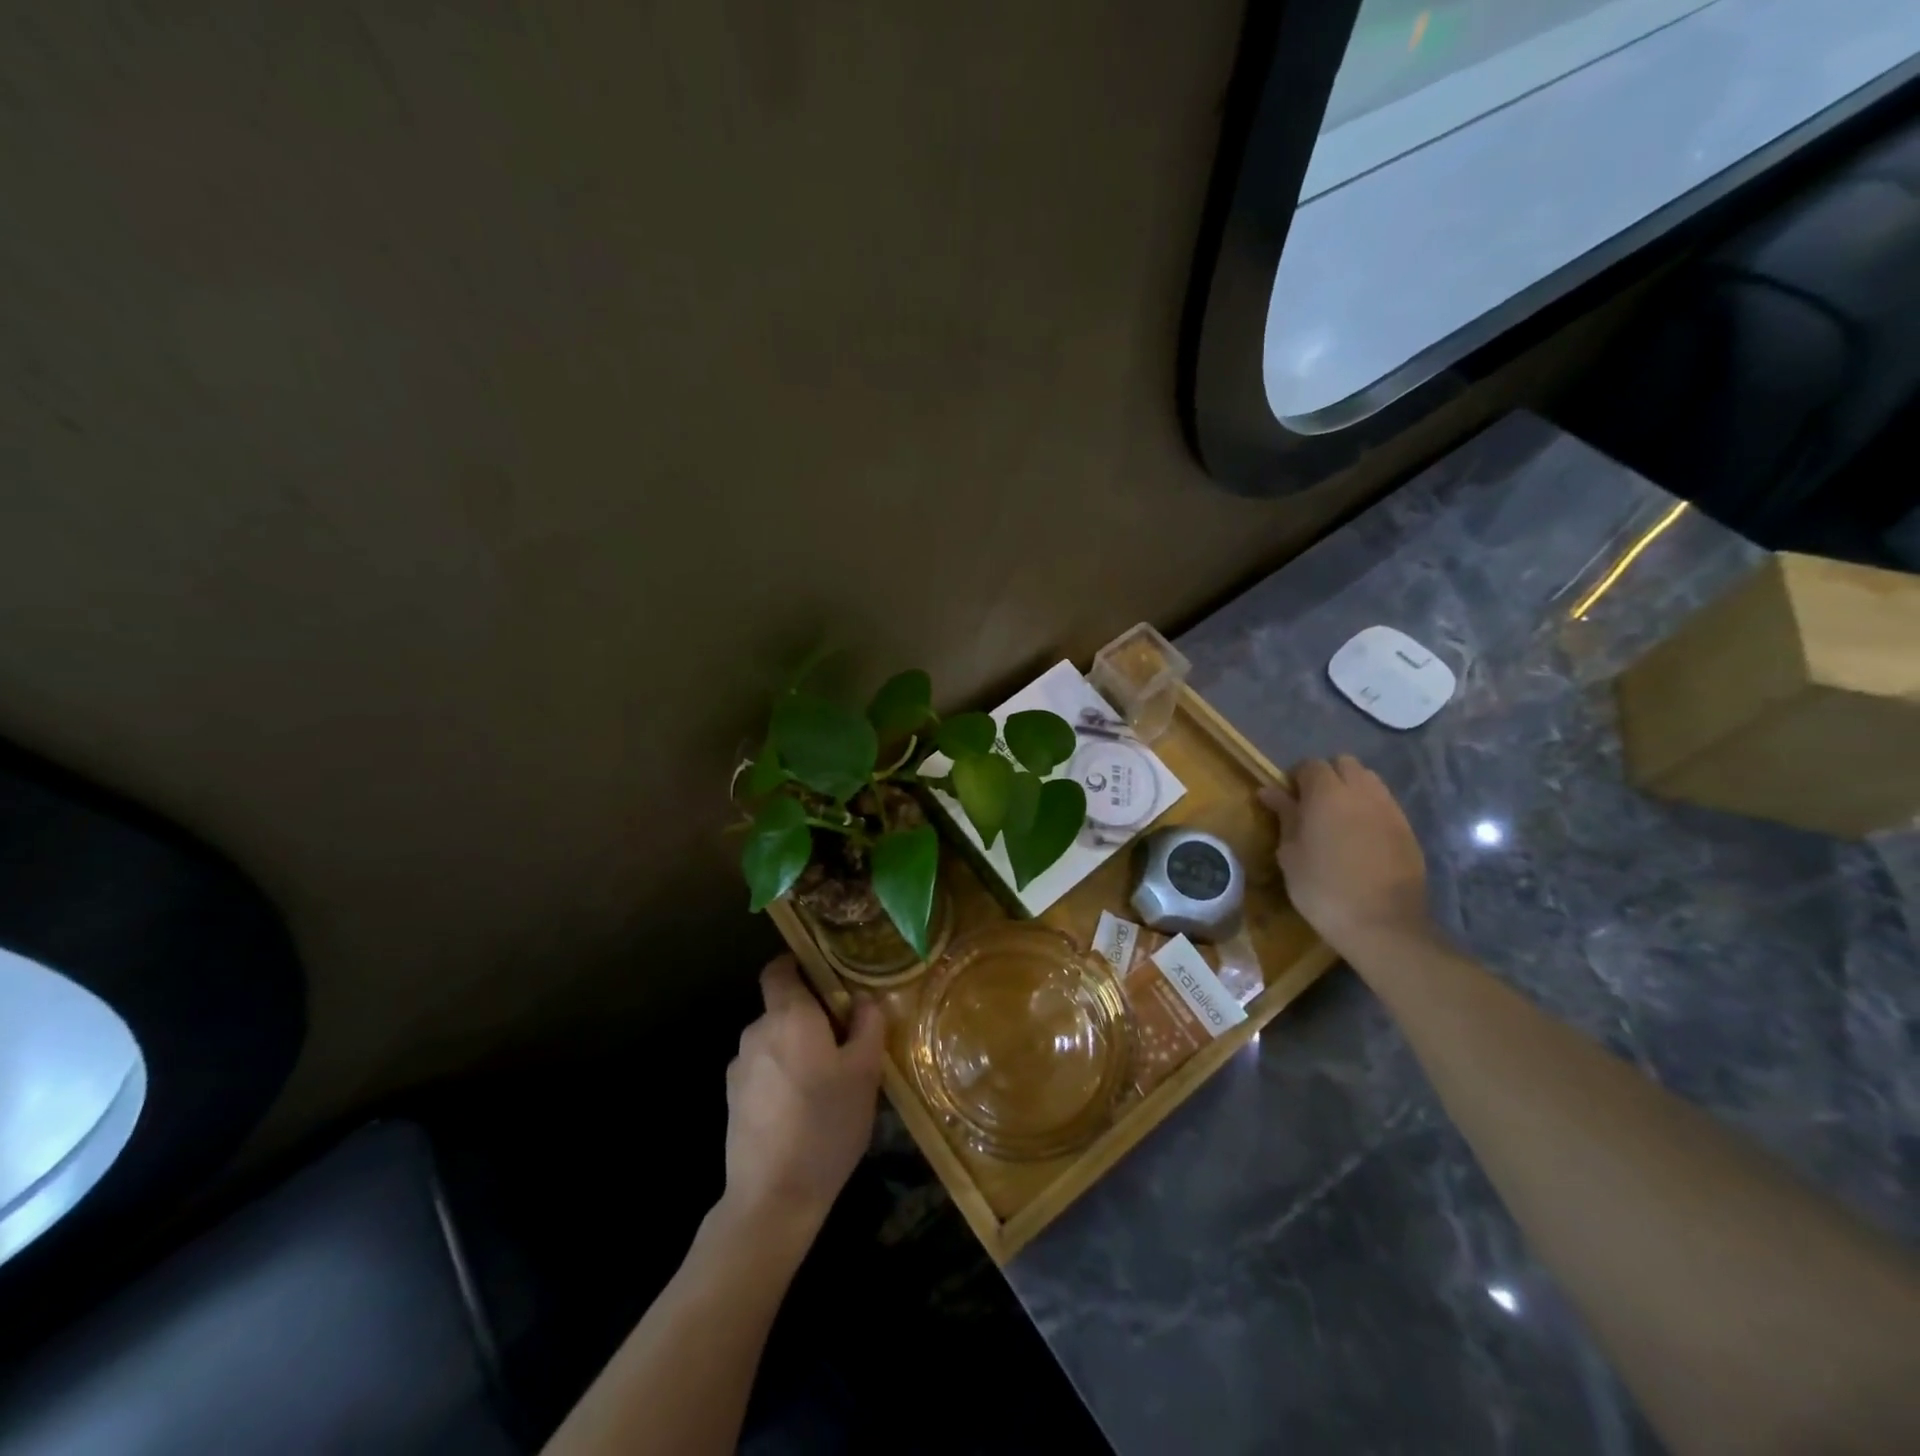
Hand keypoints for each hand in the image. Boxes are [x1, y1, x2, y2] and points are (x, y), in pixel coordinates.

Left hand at [721, 956, 884, 1236]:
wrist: (773, 1197)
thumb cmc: (826, 1124)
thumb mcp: (865, 1073)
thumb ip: (867, 1025)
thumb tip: (863, 999)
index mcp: (789, 1016)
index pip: (780, 968)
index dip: (799, 964)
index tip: (827, 977)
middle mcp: (757, 1031)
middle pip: (782, 1006)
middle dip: (810, 1015)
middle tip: (844, 1040)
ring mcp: (740, 1067)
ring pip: (774, 1040)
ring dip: (796, 1048)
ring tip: (826, 1080)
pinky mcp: (733, 1099)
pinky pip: (763, 1069)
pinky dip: (781, 1075)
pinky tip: (802, 1108)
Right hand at [1259, 756, 1430, 955]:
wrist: (1382, 924)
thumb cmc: (1323, 888)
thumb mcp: (1291, 853)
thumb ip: (1285, 816)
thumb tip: (1270, 791)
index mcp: (1327, 794)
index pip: (1310, 765)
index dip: (1296, 778)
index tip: (1288, 800)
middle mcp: (1362, 792)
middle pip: (1345, 764)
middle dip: (1327, 776)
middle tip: (1313, 805)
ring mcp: (1390, 809)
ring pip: (1369, 780)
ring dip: (1351, 789)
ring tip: (1338, 819)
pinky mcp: (1407, 829)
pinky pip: (1385, 804)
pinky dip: (1370, 809)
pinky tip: (1360, 837)